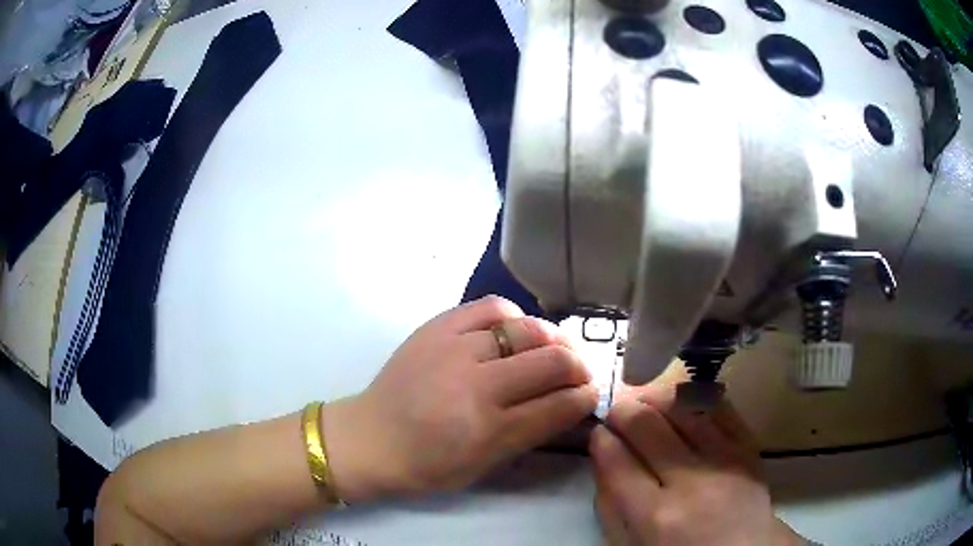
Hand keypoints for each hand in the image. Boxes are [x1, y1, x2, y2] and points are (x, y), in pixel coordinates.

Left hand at [324, 296, 597, 501]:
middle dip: (578, 367)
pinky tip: (516, 331)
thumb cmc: (426, 465)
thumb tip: (570, 405)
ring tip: (555, 350)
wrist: (369, 437)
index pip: (558, 405)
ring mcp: (455, 348)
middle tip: (580, 374)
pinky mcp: (437, 326)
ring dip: (554, 340)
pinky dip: (515, 317)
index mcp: (487, 429)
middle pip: (552, 361)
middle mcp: (476, 383)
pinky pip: (491, 307)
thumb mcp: (482, 467)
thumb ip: (530, 434)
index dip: (586, 397)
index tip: (592, 394)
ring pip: (528, 328)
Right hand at [591, 385, 803, 545]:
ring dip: (657, 397)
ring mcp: (724, 460)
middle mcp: (690, 482)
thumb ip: (611, 508)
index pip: (617, 462)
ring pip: (684, 408)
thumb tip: (603, 459)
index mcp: (655, 516)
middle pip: (648, 427)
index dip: (601, 440)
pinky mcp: (748, 447)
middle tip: (618, 412)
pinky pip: (721, 408)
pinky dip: (697, 397)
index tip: (598, 432)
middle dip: (624, 411)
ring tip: (647, 400)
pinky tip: (683, 400)